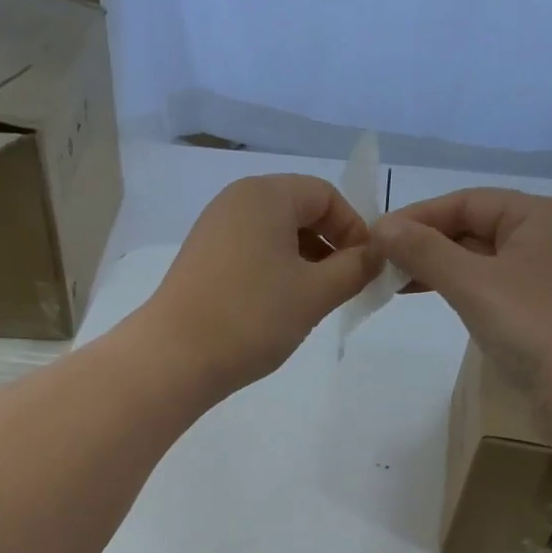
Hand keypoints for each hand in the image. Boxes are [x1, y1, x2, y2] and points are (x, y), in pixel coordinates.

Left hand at [141, 174, 378, 392]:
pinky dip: (275, 272)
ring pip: (275, 236)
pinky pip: (251, 253)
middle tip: (344, 288)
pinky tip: (279, 308)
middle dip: (329, 246)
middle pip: (299, 211)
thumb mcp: (315, 293)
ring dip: (304, 262)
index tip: (366, 269)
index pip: (325, 195)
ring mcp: (213, 230)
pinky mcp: (201, 260)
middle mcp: (235, 201)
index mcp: (265, 195)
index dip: (354, 229)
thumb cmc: (252, 317)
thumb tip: (377, 255)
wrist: (174, 357)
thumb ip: (355, 269)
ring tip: (313, 302)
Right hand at [373, 188, 551, 405]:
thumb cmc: (538, 327)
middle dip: (426, 243)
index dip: (418, 217)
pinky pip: (492, 289)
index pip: (466, 201)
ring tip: (396, 284)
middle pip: (474, 228)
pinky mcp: (542, 314)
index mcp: (538, 216)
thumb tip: (381, 227)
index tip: (375, 238)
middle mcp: (545, 238)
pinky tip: (436, 302)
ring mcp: (546, 278)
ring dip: (439, 269)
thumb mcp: (474, 283)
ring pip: (481, 261)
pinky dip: (460, 291)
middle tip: (379, 265)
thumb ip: (425, 252)